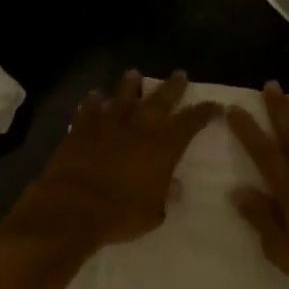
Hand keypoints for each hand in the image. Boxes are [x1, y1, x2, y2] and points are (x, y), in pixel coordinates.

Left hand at [8, 71, 220, 253]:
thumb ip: (165, 197)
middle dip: (172, 87)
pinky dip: (93, 101)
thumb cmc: (120, 214)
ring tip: (134, 74)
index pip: (190, 123)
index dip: (203, 112)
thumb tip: (174, 187)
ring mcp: (108, 125)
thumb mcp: (153, 213)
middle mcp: (139, 128)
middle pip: (160, 100)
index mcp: (163, 147)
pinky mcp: (81, 129)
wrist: (74, 207)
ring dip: (130, 85)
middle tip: (180, 74)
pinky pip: (89, 109)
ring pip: (122, 97)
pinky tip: (95, 95)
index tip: (214, 105)